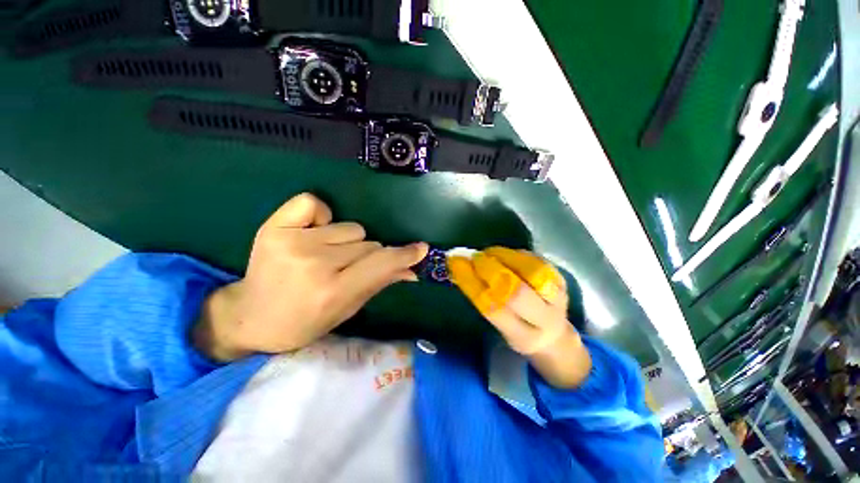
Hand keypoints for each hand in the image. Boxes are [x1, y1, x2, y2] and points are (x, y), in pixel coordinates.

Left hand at [194, 193, 428, 361]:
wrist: (250, 316)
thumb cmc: (303, 321)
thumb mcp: (347, 309)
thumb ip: (380, 284)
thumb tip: (411, 270)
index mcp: (332, 290)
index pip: (381, 263)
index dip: (404, 255)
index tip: (420, 248)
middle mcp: (314, 263)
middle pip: (369, 243)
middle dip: (368, 256)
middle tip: (346, 270)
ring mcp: (292, 241)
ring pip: (350, 228)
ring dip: (347, 242)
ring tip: (325, 256)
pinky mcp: (273, 226)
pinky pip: (313, 203)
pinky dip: (321, 215)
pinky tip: (312, 233)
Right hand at [448, 247, 590, 387]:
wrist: (555, 334)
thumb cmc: (519, 329)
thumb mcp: (500, 326)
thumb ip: (483, 299)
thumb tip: (462, 266)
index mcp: (523, 337)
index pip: (493, 308)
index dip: (471, 283)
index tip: (455, 264)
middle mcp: (544, 320)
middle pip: (516, 292)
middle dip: (490, 270)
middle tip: (474, 257)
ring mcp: (557, 298)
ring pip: (533, 273)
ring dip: (505, 257)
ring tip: (488, 252)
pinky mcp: (562, 280)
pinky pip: (538, 261)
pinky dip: (517, 254)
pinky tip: (503, 253)